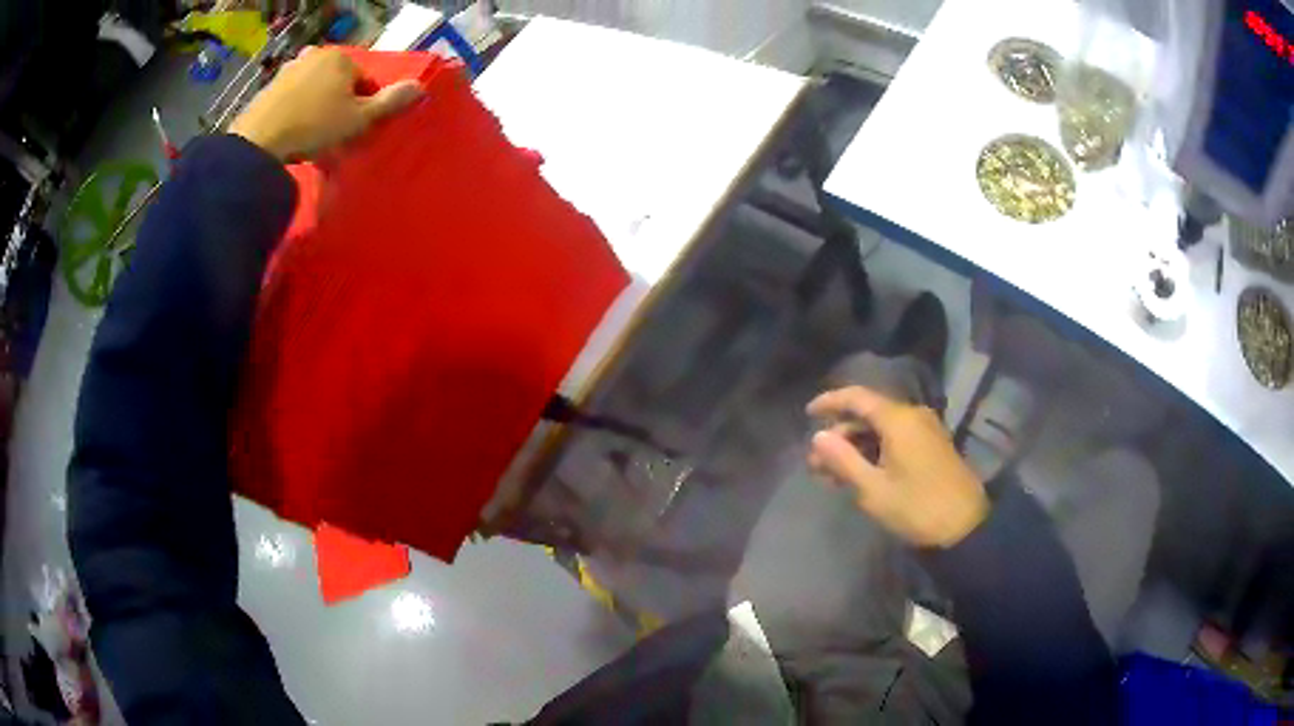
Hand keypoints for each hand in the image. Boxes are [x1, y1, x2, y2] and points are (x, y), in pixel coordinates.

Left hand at [229, 47, 422, 160]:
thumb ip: (390, 102)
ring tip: (312, 137)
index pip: (366, 81)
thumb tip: (421, 87)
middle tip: (334, 135)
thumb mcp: (359, 119)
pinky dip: (296, 111)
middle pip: (339, 83)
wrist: (259, 142)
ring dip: (318, 107)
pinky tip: (292, 133)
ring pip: (315, 89)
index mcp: (343, 58)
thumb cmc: (314, 127)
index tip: (356, 131)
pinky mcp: (269, 87)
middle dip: (339, 104)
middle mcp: (317, 55)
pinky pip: (293, 98)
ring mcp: (290, 69)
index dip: (365, 107)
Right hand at [806, 386, 988, 548]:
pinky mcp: (932, 446)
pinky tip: (860, 475)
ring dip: (856, 446)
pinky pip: (896, 438)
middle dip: (841, 435)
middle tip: (816, 463)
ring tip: (833, 475)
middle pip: (868, 414)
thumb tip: (817, 437)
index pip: (857, 397)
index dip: (830, 402)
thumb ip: (843, 460)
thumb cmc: (917, 507)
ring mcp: (925, 430)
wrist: (965, 526)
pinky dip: (875, 451)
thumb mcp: (873, 489)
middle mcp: (913, 416)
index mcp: (898, 419)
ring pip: (882, 428)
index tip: (807, 414)